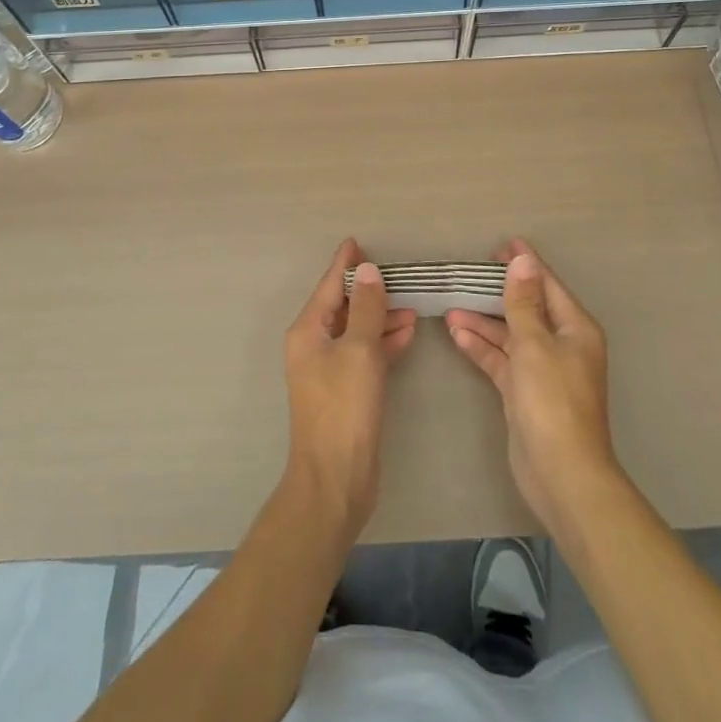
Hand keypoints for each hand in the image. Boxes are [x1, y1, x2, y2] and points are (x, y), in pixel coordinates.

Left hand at [282, 239, 416, 541]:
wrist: (336, 479)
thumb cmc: (344, 409)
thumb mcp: (360, 351)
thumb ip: (367, 308)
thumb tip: (368, 271)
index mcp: (308, 331)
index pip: (328, 286)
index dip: (344, 264)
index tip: (356, 242)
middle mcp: (314, 346)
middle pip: (343, 307)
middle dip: (369, 292)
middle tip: (398, 276)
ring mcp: (329, 371)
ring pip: (357, 331)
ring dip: (381, 317)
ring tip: (412, 306)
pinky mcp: (345, 392)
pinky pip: (365, 354)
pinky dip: (383, 342)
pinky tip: (407, 334)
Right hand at [447, 240, 619, 536]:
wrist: (562, 476)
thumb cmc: (553, 402)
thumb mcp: (534, 344)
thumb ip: (523, 302)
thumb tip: (523, 260)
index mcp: (574, 328)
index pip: (547, 285)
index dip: (525, 264)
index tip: (500, 245)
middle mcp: (561, 344)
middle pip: (527, 308)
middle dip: (498, 291)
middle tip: (469, 273)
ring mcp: (543, 370)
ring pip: (510, 334)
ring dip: (483, 321)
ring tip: (450, 305)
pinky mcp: (525, 393)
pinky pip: (502, 359)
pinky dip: (482, 347)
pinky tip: (456, 334)